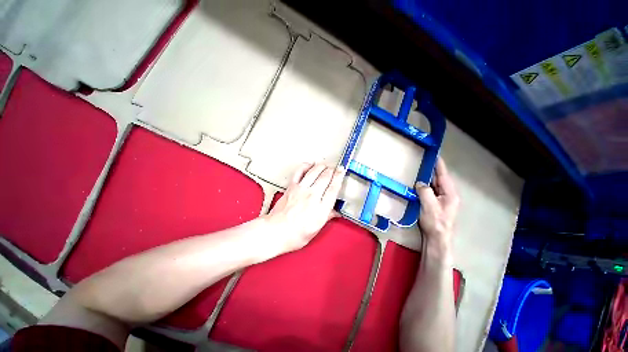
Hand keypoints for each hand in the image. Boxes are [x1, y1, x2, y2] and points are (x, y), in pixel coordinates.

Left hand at [264, 163, 345, 253]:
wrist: (275, 232)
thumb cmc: (294, 235)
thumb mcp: (315, 230)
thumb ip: (327, 217)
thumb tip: (336, 212)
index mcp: (320, 208)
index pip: (333, 188)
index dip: (339, 177)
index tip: (341, 171)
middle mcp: (312, 196)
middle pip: (325, 177)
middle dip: (332, 170)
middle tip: (335, 168)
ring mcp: (301, 190)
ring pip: (314, 172)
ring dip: (321, 166)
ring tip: (325, 165)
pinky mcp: (291, 187)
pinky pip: (299, 172)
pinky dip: (305, 166)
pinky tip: (309, 164)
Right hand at [415, 158, 459, 249]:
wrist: (437, 239)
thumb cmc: (435, 223)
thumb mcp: (429, 206)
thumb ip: (425, 192)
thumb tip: (420, 183)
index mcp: (450, 194)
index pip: (443, 175)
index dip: (439, 165)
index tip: (435, 154)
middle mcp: (448, 195)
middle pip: (439, 179)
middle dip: (432, 170)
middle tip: (422, 161)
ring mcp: (442, 200)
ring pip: (434, 185)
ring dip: (427, 178)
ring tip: (419, 170)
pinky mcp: (435, 204)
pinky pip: (430, 191)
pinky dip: (424, 186)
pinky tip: (417, 184)